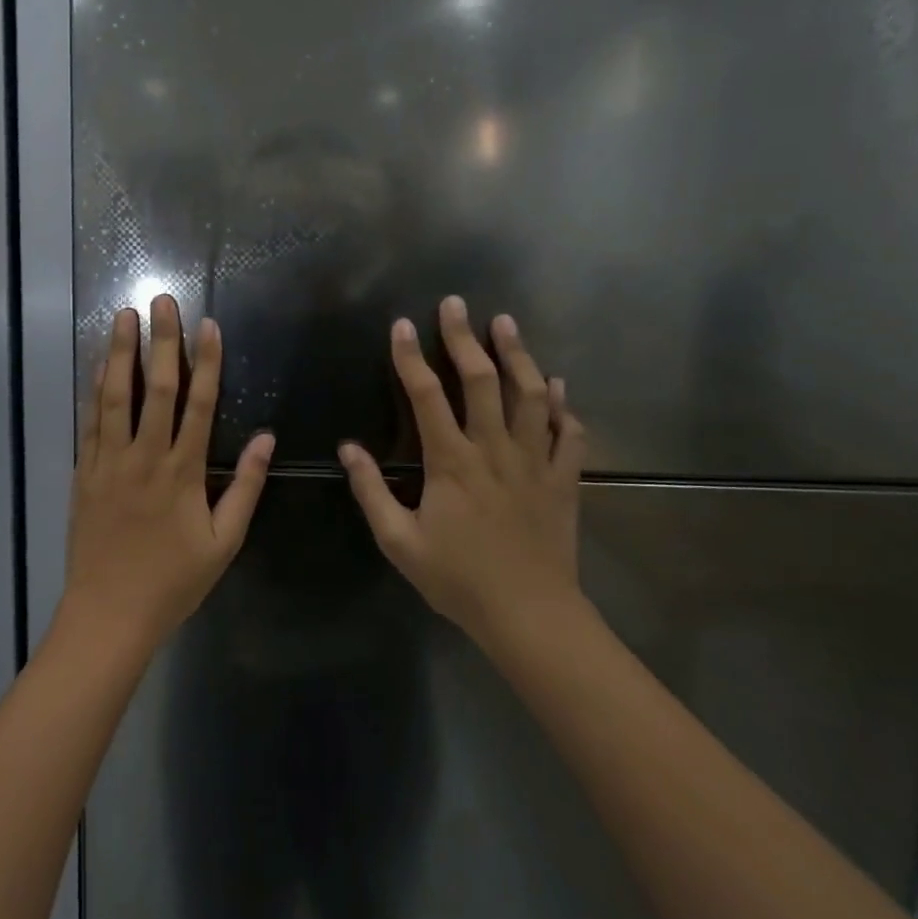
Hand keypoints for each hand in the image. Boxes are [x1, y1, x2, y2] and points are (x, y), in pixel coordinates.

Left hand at [63, 295, 274, 652]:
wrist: (109, 614)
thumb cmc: (173, 581)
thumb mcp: (224, 542)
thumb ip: (244, 487)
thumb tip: (265, 438)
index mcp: (183, 472)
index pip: (198, 404)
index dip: (206, 362)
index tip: (208, 326)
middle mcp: (144, 457)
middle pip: (155, 388)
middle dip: (161, 341)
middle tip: (162, 301)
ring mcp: (109, 463)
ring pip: (115, 397)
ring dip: (119, 353)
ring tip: (123, 317)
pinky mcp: (84, 473)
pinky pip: (89, 423)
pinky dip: (95, 390)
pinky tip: (98, 366)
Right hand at [340, 295, 586, 646]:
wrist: (529, 614)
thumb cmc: (458, 579)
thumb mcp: (399, 542)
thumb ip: (372, 492)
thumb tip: (349, 448)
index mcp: (452, 462)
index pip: (427, 396)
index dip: (411, 357)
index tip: (403, 325)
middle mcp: (494, 449)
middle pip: (481, 380)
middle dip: (465, 338)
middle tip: (457, 303)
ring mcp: (535, 461)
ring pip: (529, 395)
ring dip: (517, 355)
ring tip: (507, 324)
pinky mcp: (563, 480)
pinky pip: (569, 433)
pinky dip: (563, 405)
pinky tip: (556, 386)